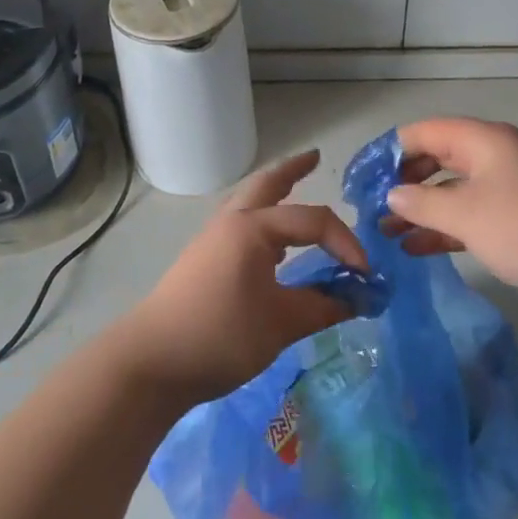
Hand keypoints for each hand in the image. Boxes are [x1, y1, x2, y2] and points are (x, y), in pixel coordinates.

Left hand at [114, 150, 361, 406]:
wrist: (153, 361)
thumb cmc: (220, 336)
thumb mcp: (281, 324)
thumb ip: (323, 307)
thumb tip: (358, 299)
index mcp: (253, 228)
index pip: (313, 220)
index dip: (346, 243)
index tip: (365, 276)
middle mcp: (231, 222)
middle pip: (267, 183)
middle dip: (293, 169)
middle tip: (316, 157)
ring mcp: (213, 239)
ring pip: (249, 201)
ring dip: (274, 192)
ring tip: (295, 189)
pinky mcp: (203, 258)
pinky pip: (241, 223)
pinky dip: (263, 219)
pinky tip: (273, 242)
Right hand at [381, 118, 517, 321]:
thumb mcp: (465, 214)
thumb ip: (420, 202)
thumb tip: (392, 195)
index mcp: (485, 141)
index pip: (426, 131)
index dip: (391, 149)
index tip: (363, 175)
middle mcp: (497, 157)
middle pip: (439, 158)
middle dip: (404, 181)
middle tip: (373, 205)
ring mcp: (511, 189)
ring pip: (454, 191)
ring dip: (421, 209)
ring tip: (387, 231)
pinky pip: (472, 216)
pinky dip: (445, 228)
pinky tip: (417, 249)